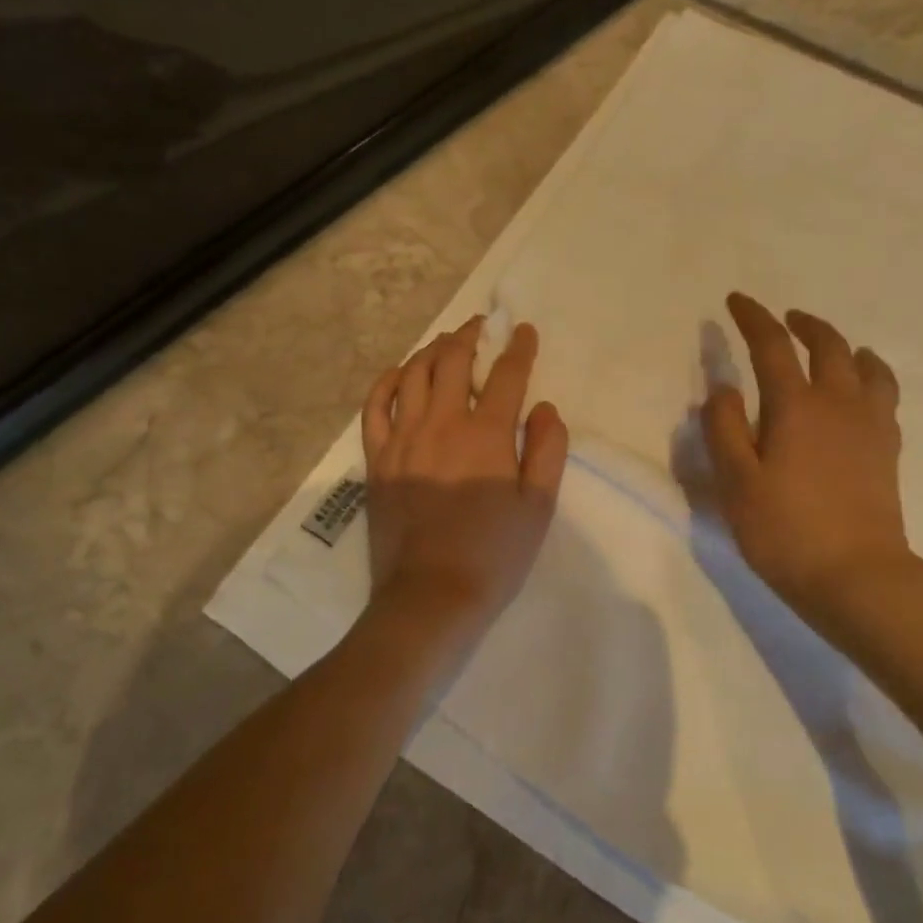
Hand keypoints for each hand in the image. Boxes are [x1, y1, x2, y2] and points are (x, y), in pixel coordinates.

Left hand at [361, 317, 569, 635]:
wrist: (431, 595)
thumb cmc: (494, 554)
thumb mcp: (539, 507)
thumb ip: (548, 450)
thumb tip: (545, 407)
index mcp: (487, 434)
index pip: (506, 375)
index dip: (518, 347)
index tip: (523, 331)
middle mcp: (442, 423)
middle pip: (453, 361)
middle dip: (469, 335)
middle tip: (480, 327)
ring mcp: (403, 438)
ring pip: (413, 374)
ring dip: (432, 350)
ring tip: (445, 344)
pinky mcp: (377, 458)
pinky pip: (375, 405)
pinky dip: (388, 381)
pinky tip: (400, 374)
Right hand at [702, 293, 913, 621]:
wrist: (855, 576)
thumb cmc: (784, 530)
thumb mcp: (736, 482)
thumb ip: (724, 429)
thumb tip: (722, 389)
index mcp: (796, 406)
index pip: (772, 346)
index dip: (753, 318)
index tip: (736, 301)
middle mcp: (838, 404)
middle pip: (828, 346)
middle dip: (803, 325)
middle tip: (785, 319)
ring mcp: (870, 426)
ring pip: (866, 367)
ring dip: (845, 347)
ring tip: (834, 349)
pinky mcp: (888, 450)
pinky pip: (884, 396)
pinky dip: (870, 378)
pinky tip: (860, 393)